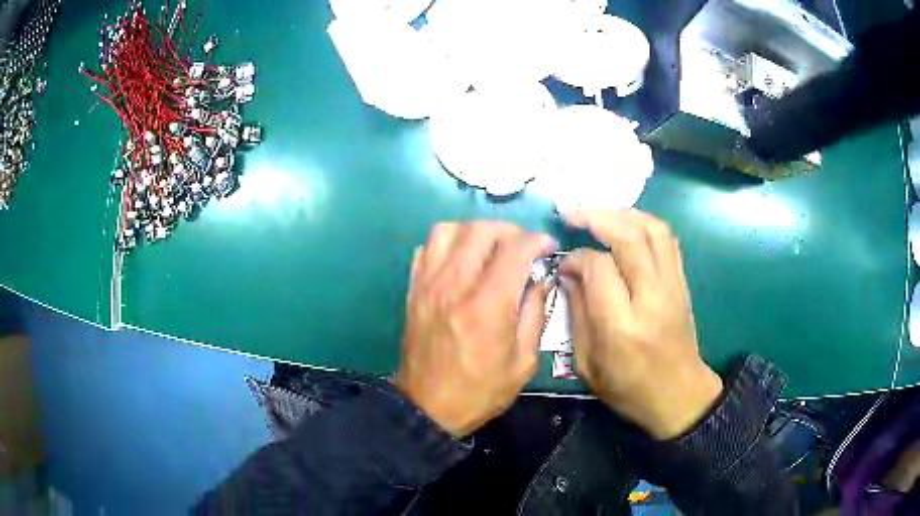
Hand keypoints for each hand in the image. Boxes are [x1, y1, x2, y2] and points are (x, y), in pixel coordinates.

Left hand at [394, 221, 556, 437]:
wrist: (427, 407)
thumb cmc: (480, 390)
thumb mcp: (523, 362)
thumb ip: (534, 313)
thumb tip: (540, 279)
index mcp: (487, 305)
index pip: (514, 249)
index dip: (536, 240)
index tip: (548, 247)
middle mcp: (455, 285)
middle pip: (480, 231)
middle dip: (509, 231)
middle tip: (522, 247)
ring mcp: (429, 285)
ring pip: (448, 230)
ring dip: (474, 232)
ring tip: (489, 249)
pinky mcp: (414, 290)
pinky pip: (426, 248)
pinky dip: (447, 244)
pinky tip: (460, 260)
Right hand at [560, 210, 722, 439]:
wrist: (679, 396)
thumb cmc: (629, 389)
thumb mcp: (587, 365)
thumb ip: (576, 315)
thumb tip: (569, 274)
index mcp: (621, 325)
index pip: (598, 268)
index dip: (576, 257)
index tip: (564, 265)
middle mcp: (651, 297)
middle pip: (628, 236)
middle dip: (596, 217)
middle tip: (572, 216)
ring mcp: (672, 286)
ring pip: (652, 229)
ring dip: (622, 214)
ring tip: (598, 216)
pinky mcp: (682, 282)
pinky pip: (667, 238)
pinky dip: (644, 222)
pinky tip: (626, 225)